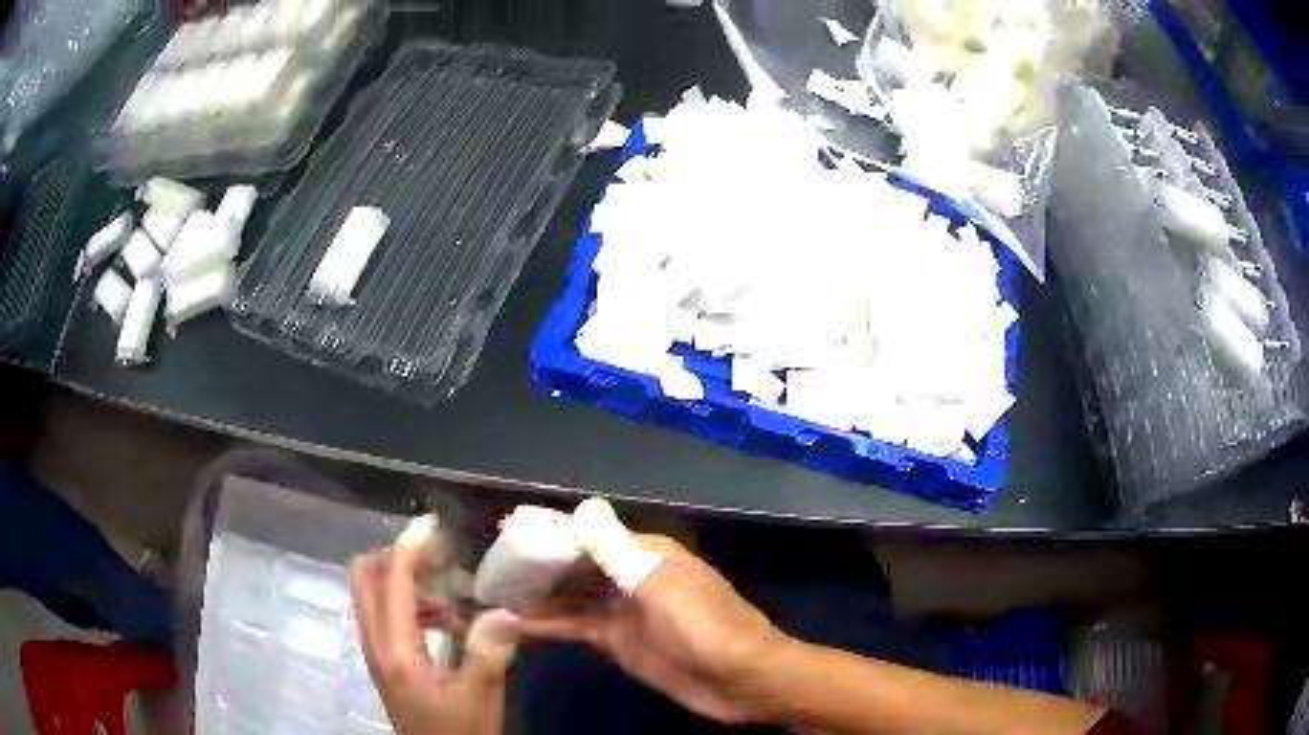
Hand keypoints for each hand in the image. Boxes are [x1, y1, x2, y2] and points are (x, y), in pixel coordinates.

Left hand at [350, 543, 518, 734]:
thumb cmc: (459, 730)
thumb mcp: (480, 694)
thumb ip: (489, 651)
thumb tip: (506, 609)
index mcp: (393, 647)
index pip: (389, 580)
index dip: (409, 550)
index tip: (437, 532)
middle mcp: (373, 641)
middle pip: (364, 576)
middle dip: (395, 556)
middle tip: (437, 557)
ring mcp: (374, 649)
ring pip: (369, 592)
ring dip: (400, 578)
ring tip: (444, 588)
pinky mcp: (382, 658)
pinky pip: (381, 612)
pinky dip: (404, 601)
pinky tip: (441, 619)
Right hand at [512, 500, 792, 723]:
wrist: (741, 682)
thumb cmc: (707, 629)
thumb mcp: (664, 588)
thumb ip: (620, 552)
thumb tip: (585, 508)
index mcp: (644, 554)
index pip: (587, 532)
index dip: (548, 527)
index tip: (506, 525)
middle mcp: (628, 577)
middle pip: (573, 563)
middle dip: (534, 561)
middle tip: (488, 564)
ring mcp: (621, 611)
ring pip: (569, 597)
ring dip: (534, 595)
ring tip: (490, 594)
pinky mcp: (617, 642)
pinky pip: (574, 628)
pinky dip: (546, 626)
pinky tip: (514, 627)